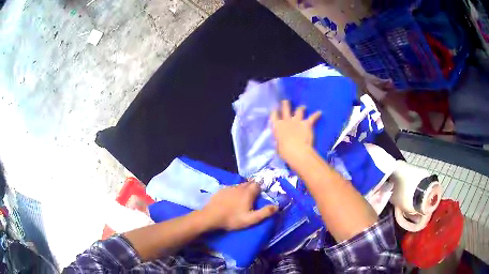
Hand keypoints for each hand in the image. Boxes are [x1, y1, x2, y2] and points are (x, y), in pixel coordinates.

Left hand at [201, 182, 277, 230]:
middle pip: (248, 183)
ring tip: (243, 197)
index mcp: (248, 193)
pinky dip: (233, 191)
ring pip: (239, 185)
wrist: (211, 217)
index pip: (257, 185)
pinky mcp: (220, 190)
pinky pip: (230, 188)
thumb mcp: (251, 219)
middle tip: (253, 195)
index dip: (260, 188)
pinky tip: (231, 198)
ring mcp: (229, 188)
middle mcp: (239, 187)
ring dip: (243, 189)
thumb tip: (277, 206)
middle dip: (252, 187)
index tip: (261, 193)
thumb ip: (265, 212)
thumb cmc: (232, 219)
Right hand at [270, 100, 320, 162]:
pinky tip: (320, 112)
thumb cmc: (285, 152)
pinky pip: (313, 117)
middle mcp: (286, 120)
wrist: (298, 152)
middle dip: (286, 104)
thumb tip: (280, 141)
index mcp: (277, 127)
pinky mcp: (307, 123)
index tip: (275, 109)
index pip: (274, 115)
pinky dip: (316, 114)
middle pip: (285, 108)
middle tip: (286, 101)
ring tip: (303, 107)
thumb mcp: (278, 147)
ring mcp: (297, 120)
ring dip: (301, 108)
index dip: (275, 111)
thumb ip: (279, 141)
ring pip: (299, 110)